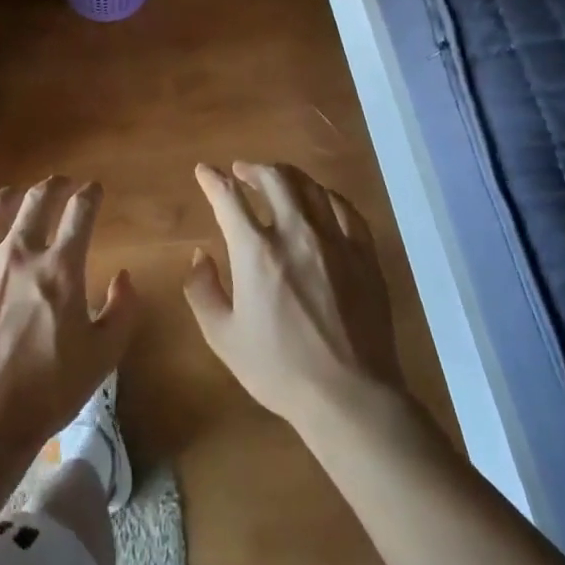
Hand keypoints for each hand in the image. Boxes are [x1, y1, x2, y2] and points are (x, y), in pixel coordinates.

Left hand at [0, 177, 137, 472]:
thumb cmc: (49, 390)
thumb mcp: (103, 356)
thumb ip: (122, 310)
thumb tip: (124, 275)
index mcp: (60, 268)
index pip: (80, 212)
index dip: (90, 195)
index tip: (94, 190)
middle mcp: (18, 254)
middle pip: (37, 200)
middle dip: (54, 185)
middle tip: (62, 184)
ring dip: (11, 194)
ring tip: (19, 194)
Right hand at [185, 162, 404, 428]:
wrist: (350, 396)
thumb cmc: (279, 369)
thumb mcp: (223, 336)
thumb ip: (201, 289)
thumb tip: (200, 255)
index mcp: (256, 252)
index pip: (228, 198)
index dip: (212, 179)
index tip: (203, 171)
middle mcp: (296, 234)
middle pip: (274, 179)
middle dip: (252, 168)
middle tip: (241, 172)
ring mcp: (335, 241)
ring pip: (310, 187)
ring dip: (287, 176)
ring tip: (276, 180)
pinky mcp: (364, 254)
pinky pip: (345, 209)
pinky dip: (325, 196)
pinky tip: (320, 200)